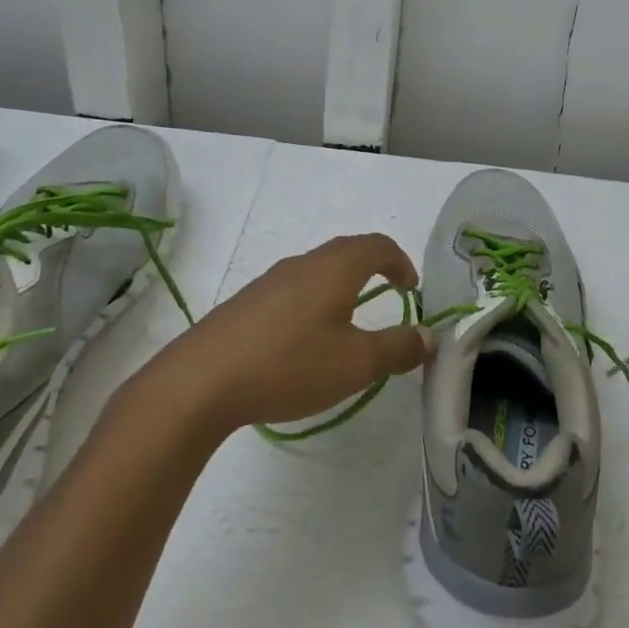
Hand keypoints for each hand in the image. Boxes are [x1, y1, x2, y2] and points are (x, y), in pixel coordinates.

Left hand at [138, 233, 430, 438]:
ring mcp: (270, 281)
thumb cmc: (289, 365)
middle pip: (347, 250)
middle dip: (374, 267)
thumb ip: (397, 349)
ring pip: (318, 269)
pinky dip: (314, 299)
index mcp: (335, 268)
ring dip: (343, 283)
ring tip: (349, 319)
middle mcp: (304, 263)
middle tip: (389, 294)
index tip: (411, 288)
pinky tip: (304, 339)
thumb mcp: (355, 365)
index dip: (401, 261)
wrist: (199, 382)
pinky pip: (293, 288)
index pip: (378, 245)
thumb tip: (429, 336)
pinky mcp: (246, 303)